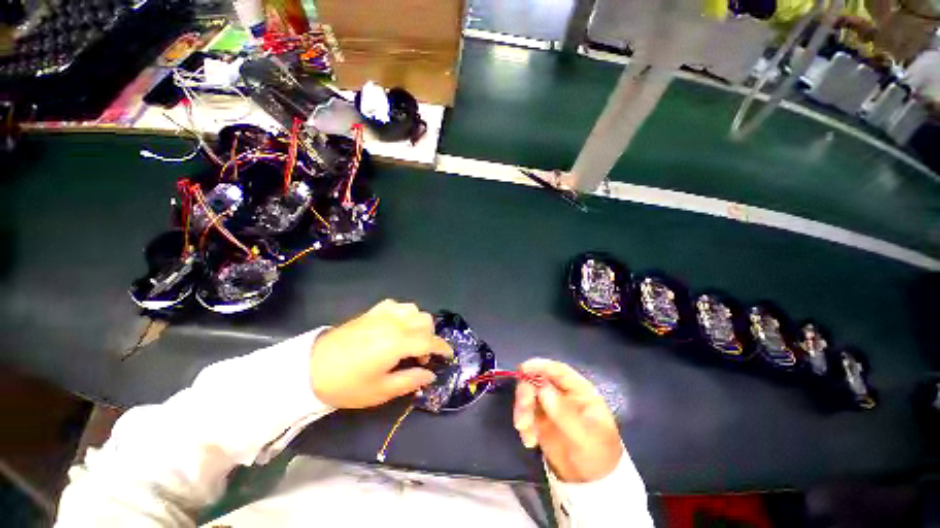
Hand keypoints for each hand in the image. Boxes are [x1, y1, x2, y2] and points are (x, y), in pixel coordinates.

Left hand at [309, 299, 452, 408]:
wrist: (310, 369)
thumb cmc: (347, 385)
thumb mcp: (381, 391)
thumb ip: (410, 380)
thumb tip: (430, 375)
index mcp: (397, 343)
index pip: (430, 340)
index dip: (443, 348)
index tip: (449, 356)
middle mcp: (394, 323)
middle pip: (425, 321)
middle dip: (430, 337)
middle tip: (421, 356)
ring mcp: (382, 314)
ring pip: (414, 309)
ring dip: (419, 323)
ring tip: (410, 339)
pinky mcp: (372, 311)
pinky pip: (397, 305)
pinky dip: (404, 313)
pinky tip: (397, 325)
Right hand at [513, 359, 622, 482]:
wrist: (592, 482)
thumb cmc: (598, 455)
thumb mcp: (586, 437)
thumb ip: (565, 414)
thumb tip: (543, 389)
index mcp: (579, 390)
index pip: (559, 370)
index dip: (541, 366)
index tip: (523, 368)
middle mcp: (562, 393)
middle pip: (538, 380)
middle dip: (526, 392)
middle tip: (523, 410)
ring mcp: (549, 405)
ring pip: (528, 395)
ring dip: (522, 409)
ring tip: (524, 430)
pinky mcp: (539, 419)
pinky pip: (525, 413)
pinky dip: (524, 424)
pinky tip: (530, 441)